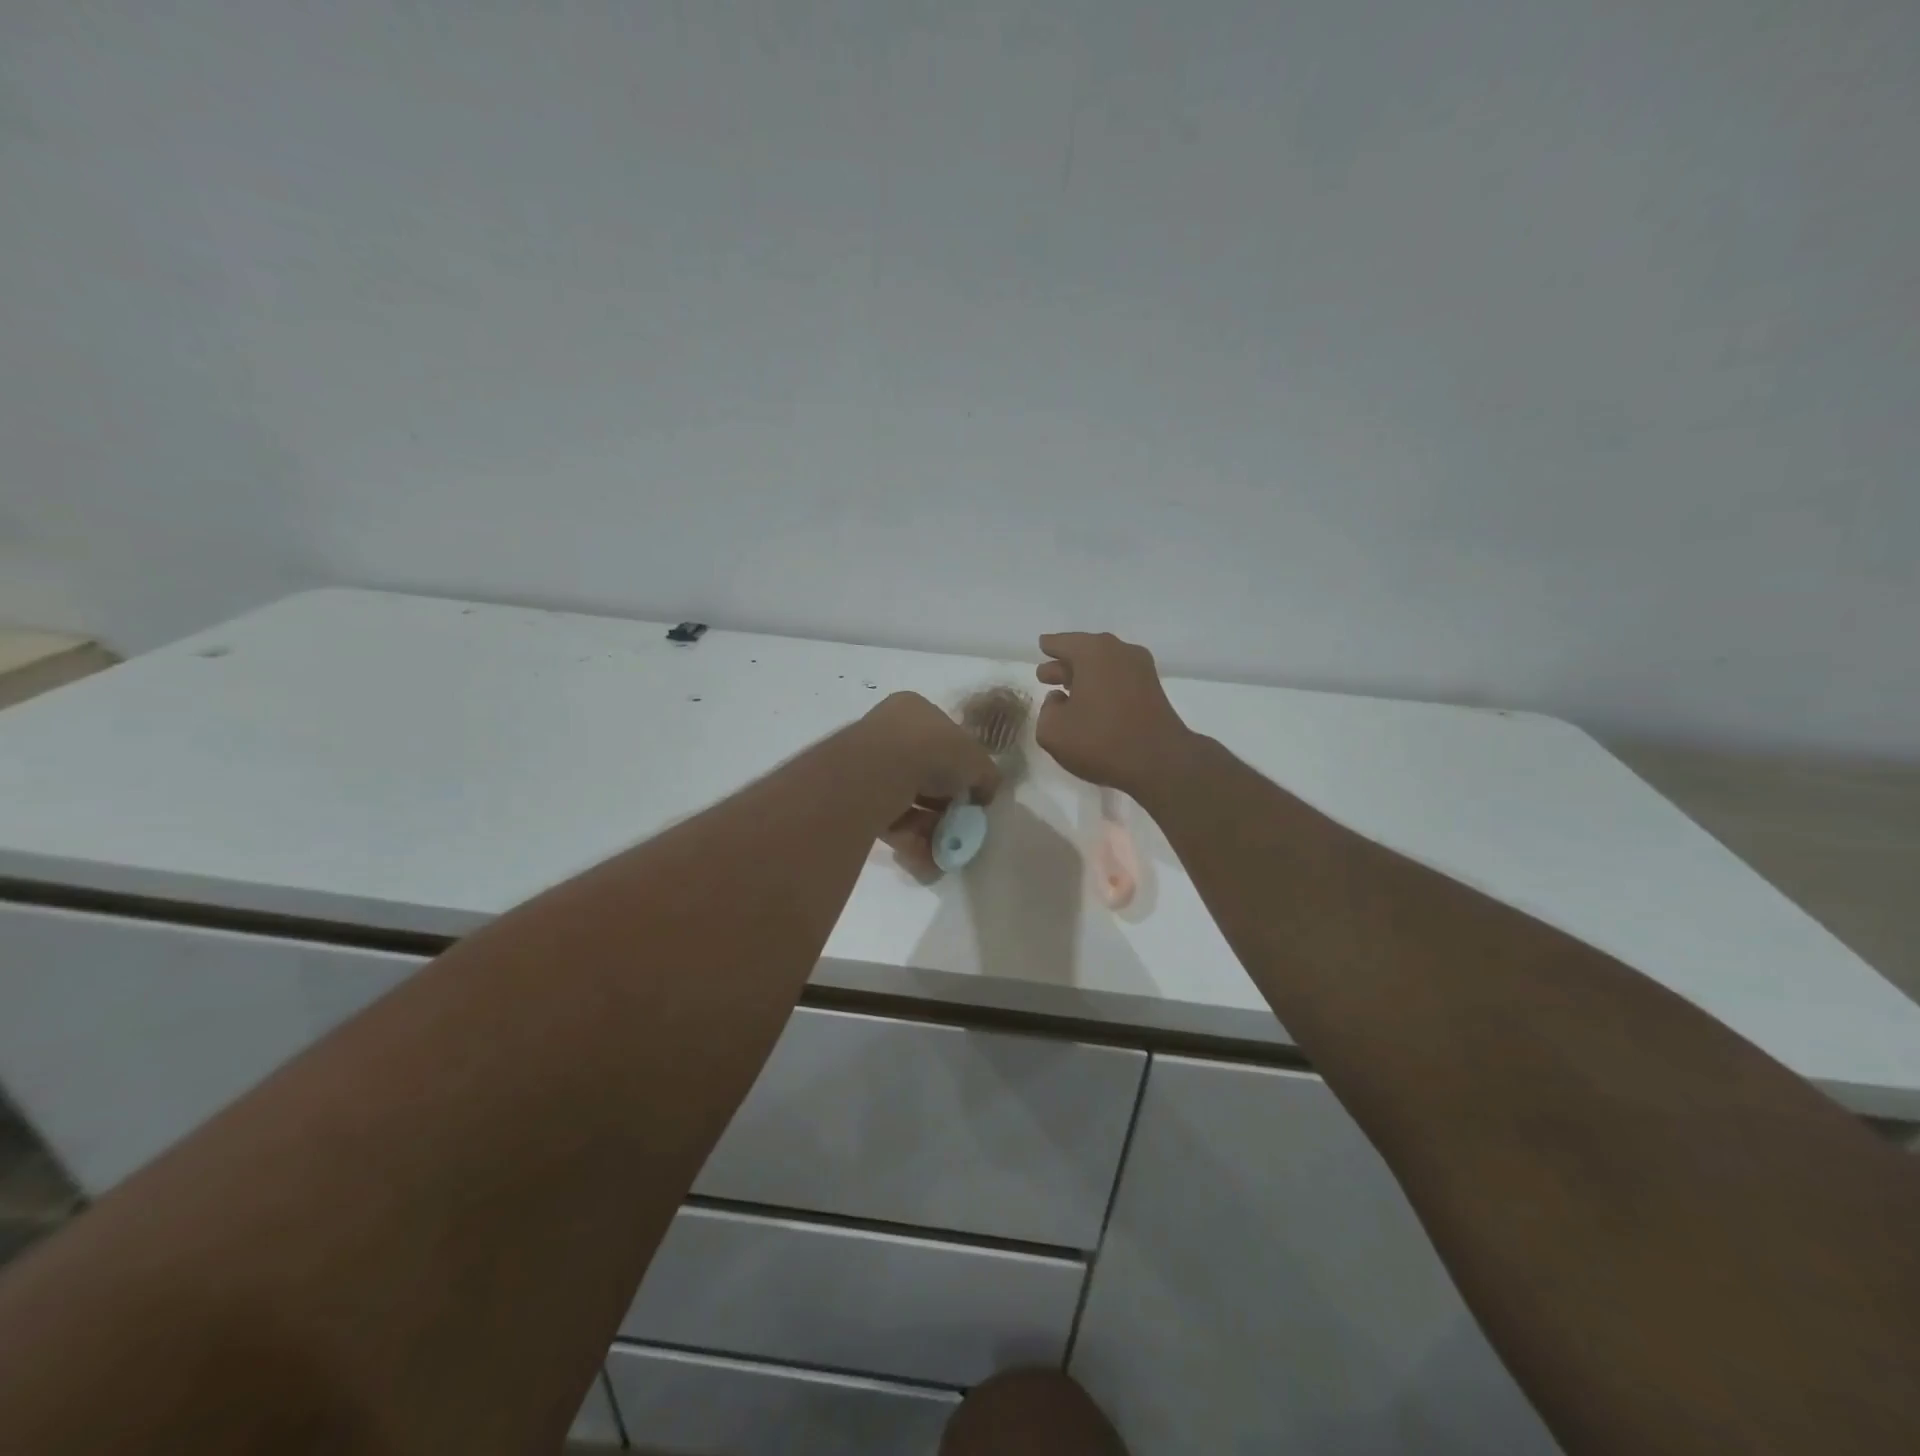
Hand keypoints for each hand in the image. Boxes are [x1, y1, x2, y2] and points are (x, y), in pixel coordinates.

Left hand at [858, 692, 999, 871]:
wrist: (880, 771)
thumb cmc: (934, 751)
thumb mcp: (977, 760)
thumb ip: (986, 776)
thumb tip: (986, 793)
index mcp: (915, 710)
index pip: (944, 739)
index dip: (962, 768)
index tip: (972, 794)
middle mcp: (887, 731)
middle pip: (924, 774)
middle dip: (943, 805)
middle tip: (959, 826)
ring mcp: (867, 763)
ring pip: (906, 801)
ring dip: (928, 829)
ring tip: (944, 850)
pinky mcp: (853, 797)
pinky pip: (887, 819)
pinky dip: (908, 840)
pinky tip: (925, 859)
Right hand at [1035, 632, 1194, 796]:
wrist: (1160, 762)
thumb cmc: (1101, 741)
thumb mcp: (1053, 731)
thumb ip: (1047, 710)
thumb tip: (1059, 700)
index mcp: (1092, 652)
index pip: (1062, 643)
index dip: (1049, 646)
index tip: (1042, 646)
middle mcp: (1119, 651)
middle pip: (1085, 651)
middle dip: (1064, 664)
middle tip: (1046, 675)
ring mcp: (1140, 669)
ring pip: (1103, 665)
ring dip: (1084, 676)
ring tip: (1066, 691)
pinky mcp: (1153, 689)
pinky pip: (1119, 678)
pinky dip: (1103, 685)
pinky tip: (1092, 703)